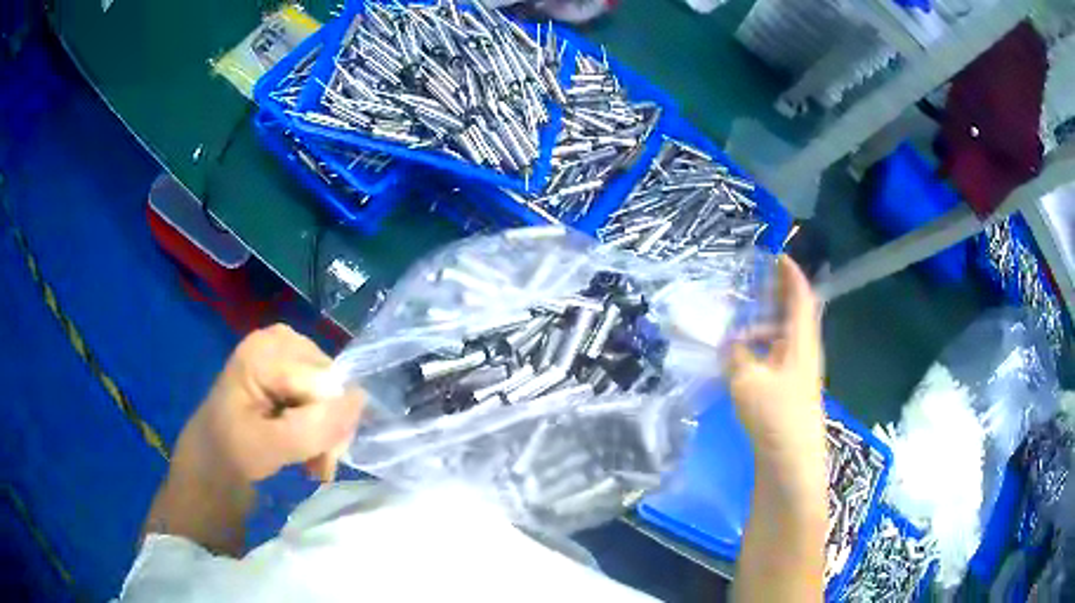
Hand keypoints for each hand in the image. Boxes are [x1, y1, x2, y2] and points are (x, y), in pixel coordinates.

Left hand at [175, 324, 363, 484]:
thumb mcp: (269, 447)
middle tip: (317, 463)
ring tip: (313, 460)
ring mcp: (285, 353)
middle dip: (331, 428)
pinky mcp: (289, 368)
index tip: (319, 463)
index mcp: (265, 350)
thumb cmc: (230, 454)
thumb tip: (361, 399)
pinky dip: (322, 425)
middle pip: (331, 382)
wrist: (210, 462)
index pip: (324, 384)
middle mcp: (280, 341)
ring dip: (329, 431)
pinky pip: (324, 394)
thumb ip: (314, 426)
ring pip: (333, 391)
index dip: (329, 424)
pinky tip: (310, 446)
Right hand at [726, 257, 824, 475]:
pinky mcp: (791, 390)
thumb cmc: (775, 415)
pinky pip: (778, 355)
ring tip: (743, 319)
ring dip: (768, 322)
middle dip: (779, 294)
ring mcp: (800, 372)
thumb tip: (730, 342)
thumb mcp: (747, 379)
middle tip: (755, 282)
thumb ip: (735, 355)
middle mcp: (805, 351)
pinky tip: (745, 355)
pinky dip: (764, 346)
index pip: (801, 297)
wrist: (791, 462)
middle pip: (796, 313)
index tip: (777, 256)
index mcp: (801, 341)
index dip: (791, 274)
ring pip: (786, 336)